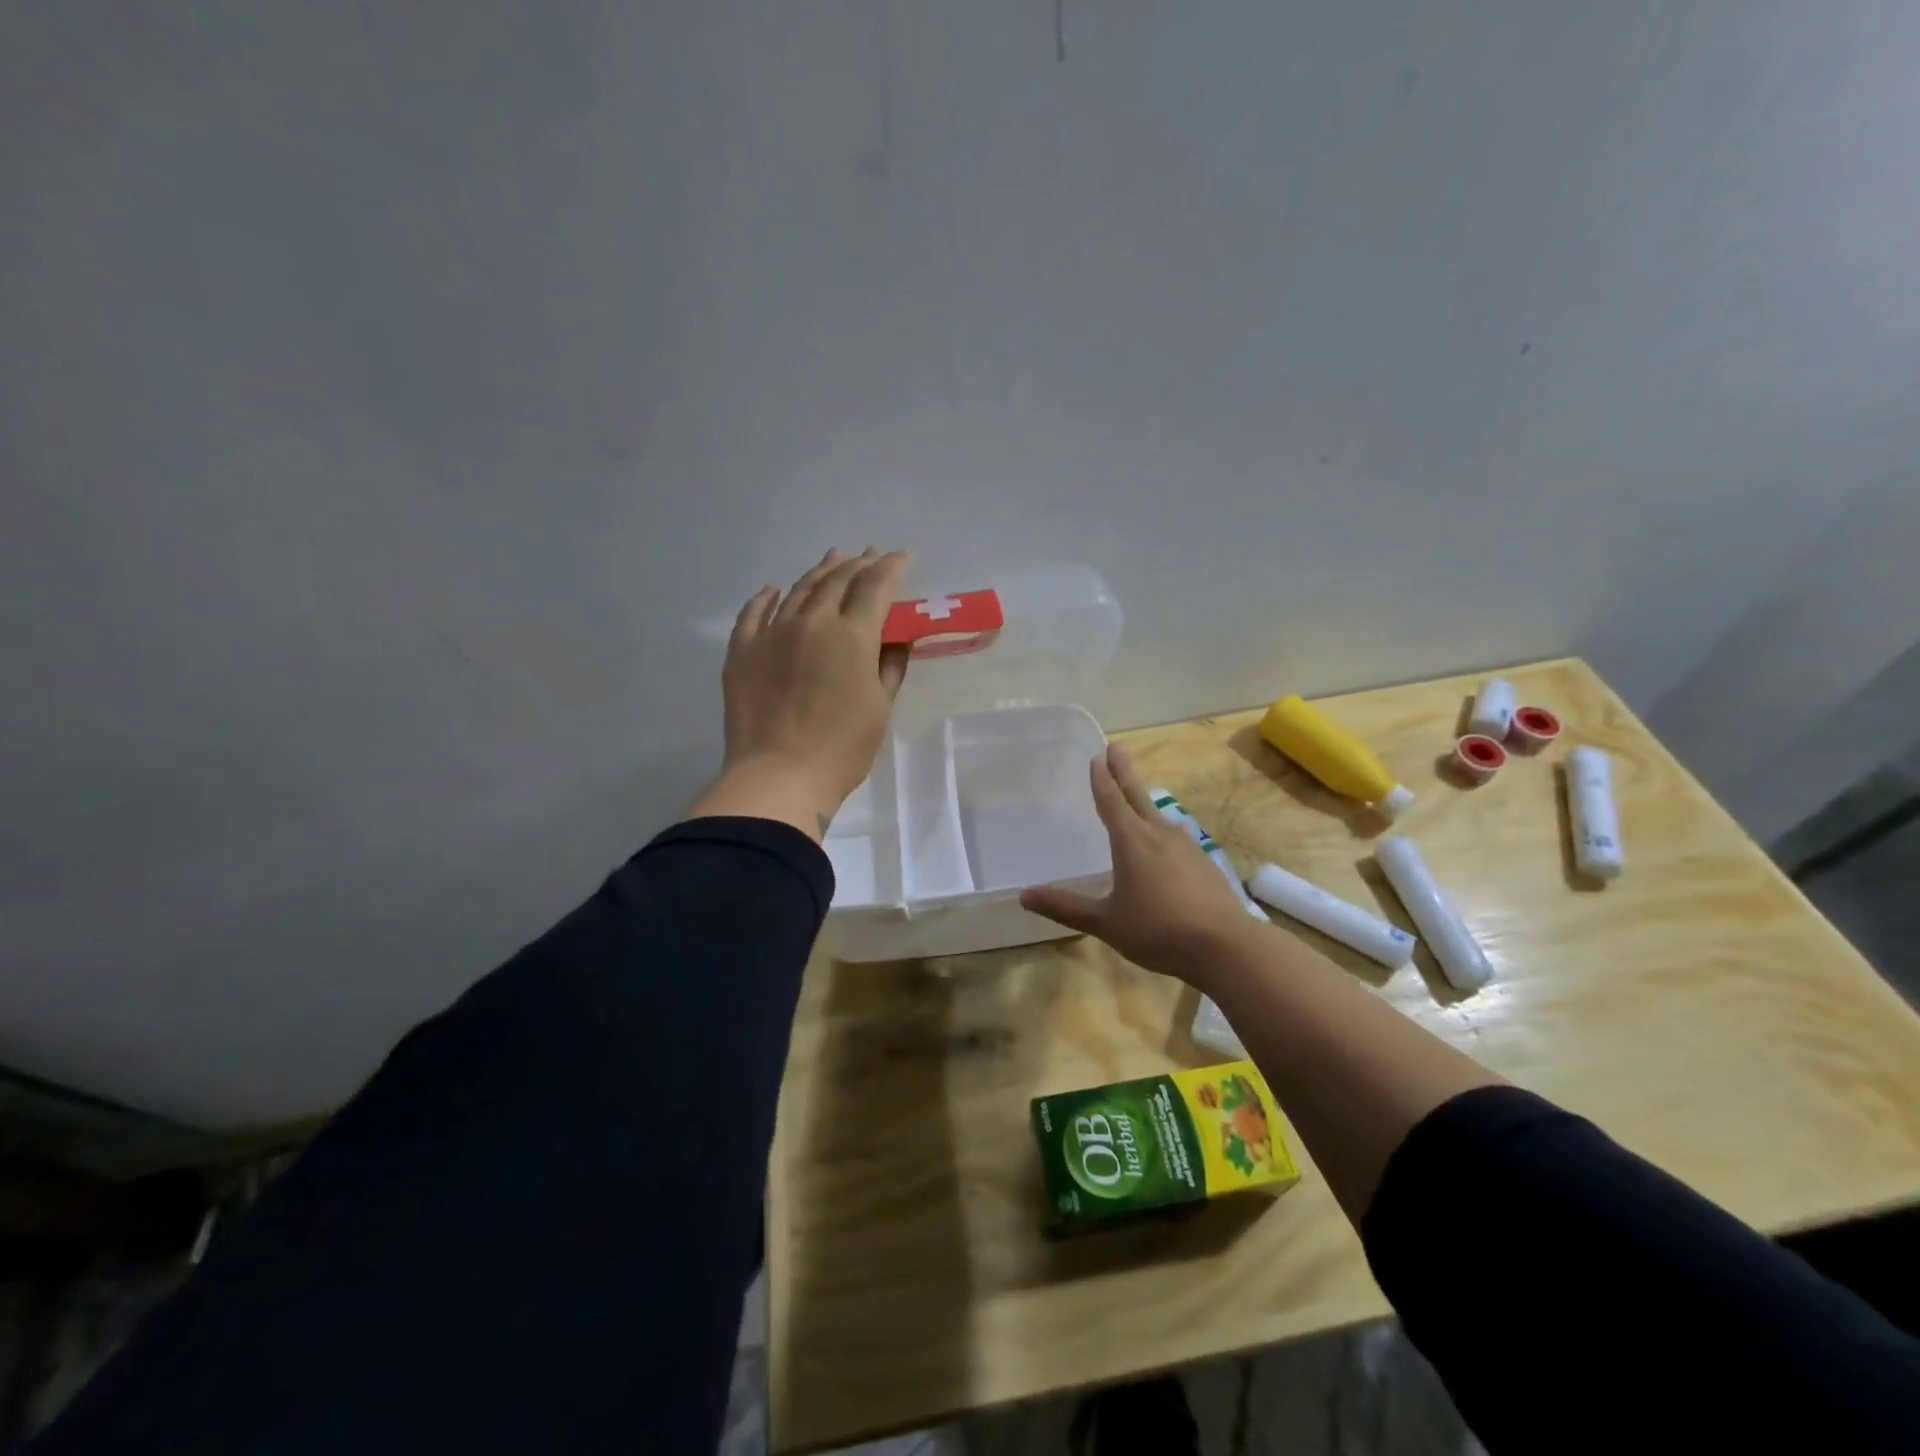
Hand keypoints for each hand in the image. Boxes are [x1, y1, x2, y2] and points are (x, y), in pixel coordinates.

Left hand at [686, 548, 910, 839]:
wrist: (778, 777)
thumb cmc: (842, 748)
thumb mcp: (880, 706)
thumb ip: (890, 665)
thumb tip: (897, 637)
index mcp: (851, 635)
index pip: (875, 586)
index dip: (891, 568)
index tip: (903, 557)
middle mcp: (810, 621)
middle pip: (836, 580)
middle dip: (858, 564)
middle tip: (871, 556)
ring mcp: (771, 633)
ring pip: (798, 589)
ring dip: (820, 571)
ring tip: (833, 558)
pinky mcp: (742, 651)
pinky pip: (754, 612)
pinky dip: (768, 597)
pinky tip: (774, 590)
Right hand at [1020, 745, 1258, 982]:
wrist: (1225, 945)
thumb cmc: (1157, 930)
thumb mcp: (1106, 922)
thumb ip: (1066, 907)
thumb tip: (1024, 895)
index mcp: (1131, 842)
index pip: (1111, 801)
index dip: (1102, 779)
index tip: (1098, 756)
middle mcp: (1158, 835)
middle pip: (1137, 797)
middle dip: (1124, 773)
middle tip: (1116, 748)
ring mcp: (1186, 847)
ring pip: (1159, 816)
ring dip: (1144, 802)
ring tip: (1136, 798)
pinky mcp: (1204, 863)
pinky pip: (1176, 837)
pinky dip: (1163, 830)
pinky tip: (1166, 843)